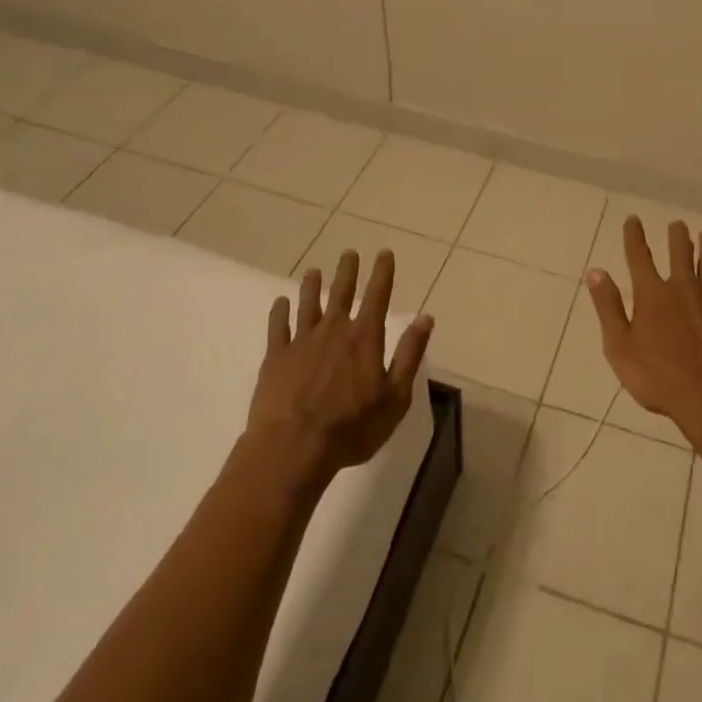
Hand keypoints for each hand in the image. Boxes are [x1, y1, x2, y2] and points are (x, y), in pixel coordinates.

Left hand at [247, 249, 433, 486]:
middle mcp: (334, 330)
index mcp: (365, 338)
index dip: (382, 273)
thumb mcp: (395, 397)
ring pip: (308, 304)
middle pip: (341, 293)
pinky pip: (278, 327)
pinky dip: (280, 312)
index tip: (384, 253)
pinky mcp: (276, 358)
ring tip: (313, 271)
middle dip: (347, 271)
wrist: (292, 448)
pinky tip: (280, 302)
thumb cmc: (351, 428)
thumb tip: (425, 318)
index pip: (377, 296)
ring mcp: (302, 342)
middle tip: (349, 253)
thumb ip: (409, 355)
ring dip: (312, 285)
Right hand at [585, 217, 701, 440]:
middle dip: (677, 237)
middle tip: (678, 224)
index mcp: (652, 295)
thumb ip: (608, 308)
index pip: (639, 258)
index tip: (633, 219)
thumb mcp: (620, 347)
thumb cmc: (658, 377)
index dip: (634, 237)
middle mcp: (682, 289)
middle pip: (680, 255)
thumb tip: (596, 272)